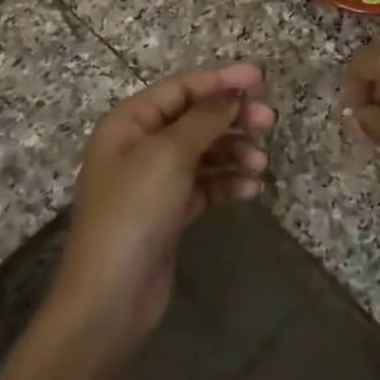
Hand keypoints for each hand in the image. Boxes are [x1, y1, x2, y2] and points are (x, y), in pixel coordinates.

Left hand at [50, 64, 273, 367]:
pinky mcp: (170, 213)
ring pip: (205, 152)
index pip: (181, 89)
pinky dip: (229, 184)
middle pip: (195, 118)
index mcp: (129, 124)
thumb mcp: (169, 156)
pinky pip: (206, 186)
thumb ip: (205, 119)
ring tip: (260, 165)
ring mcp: (155, 182)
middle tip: (269, 121)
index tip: (261, 79)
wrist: (109, 301)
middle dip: (232, 117)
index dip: (220, 80)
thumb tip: (234, 91)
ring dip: (235, 153)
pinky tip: (252, 190)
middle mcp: (140, 147)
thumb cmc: (133, 214)